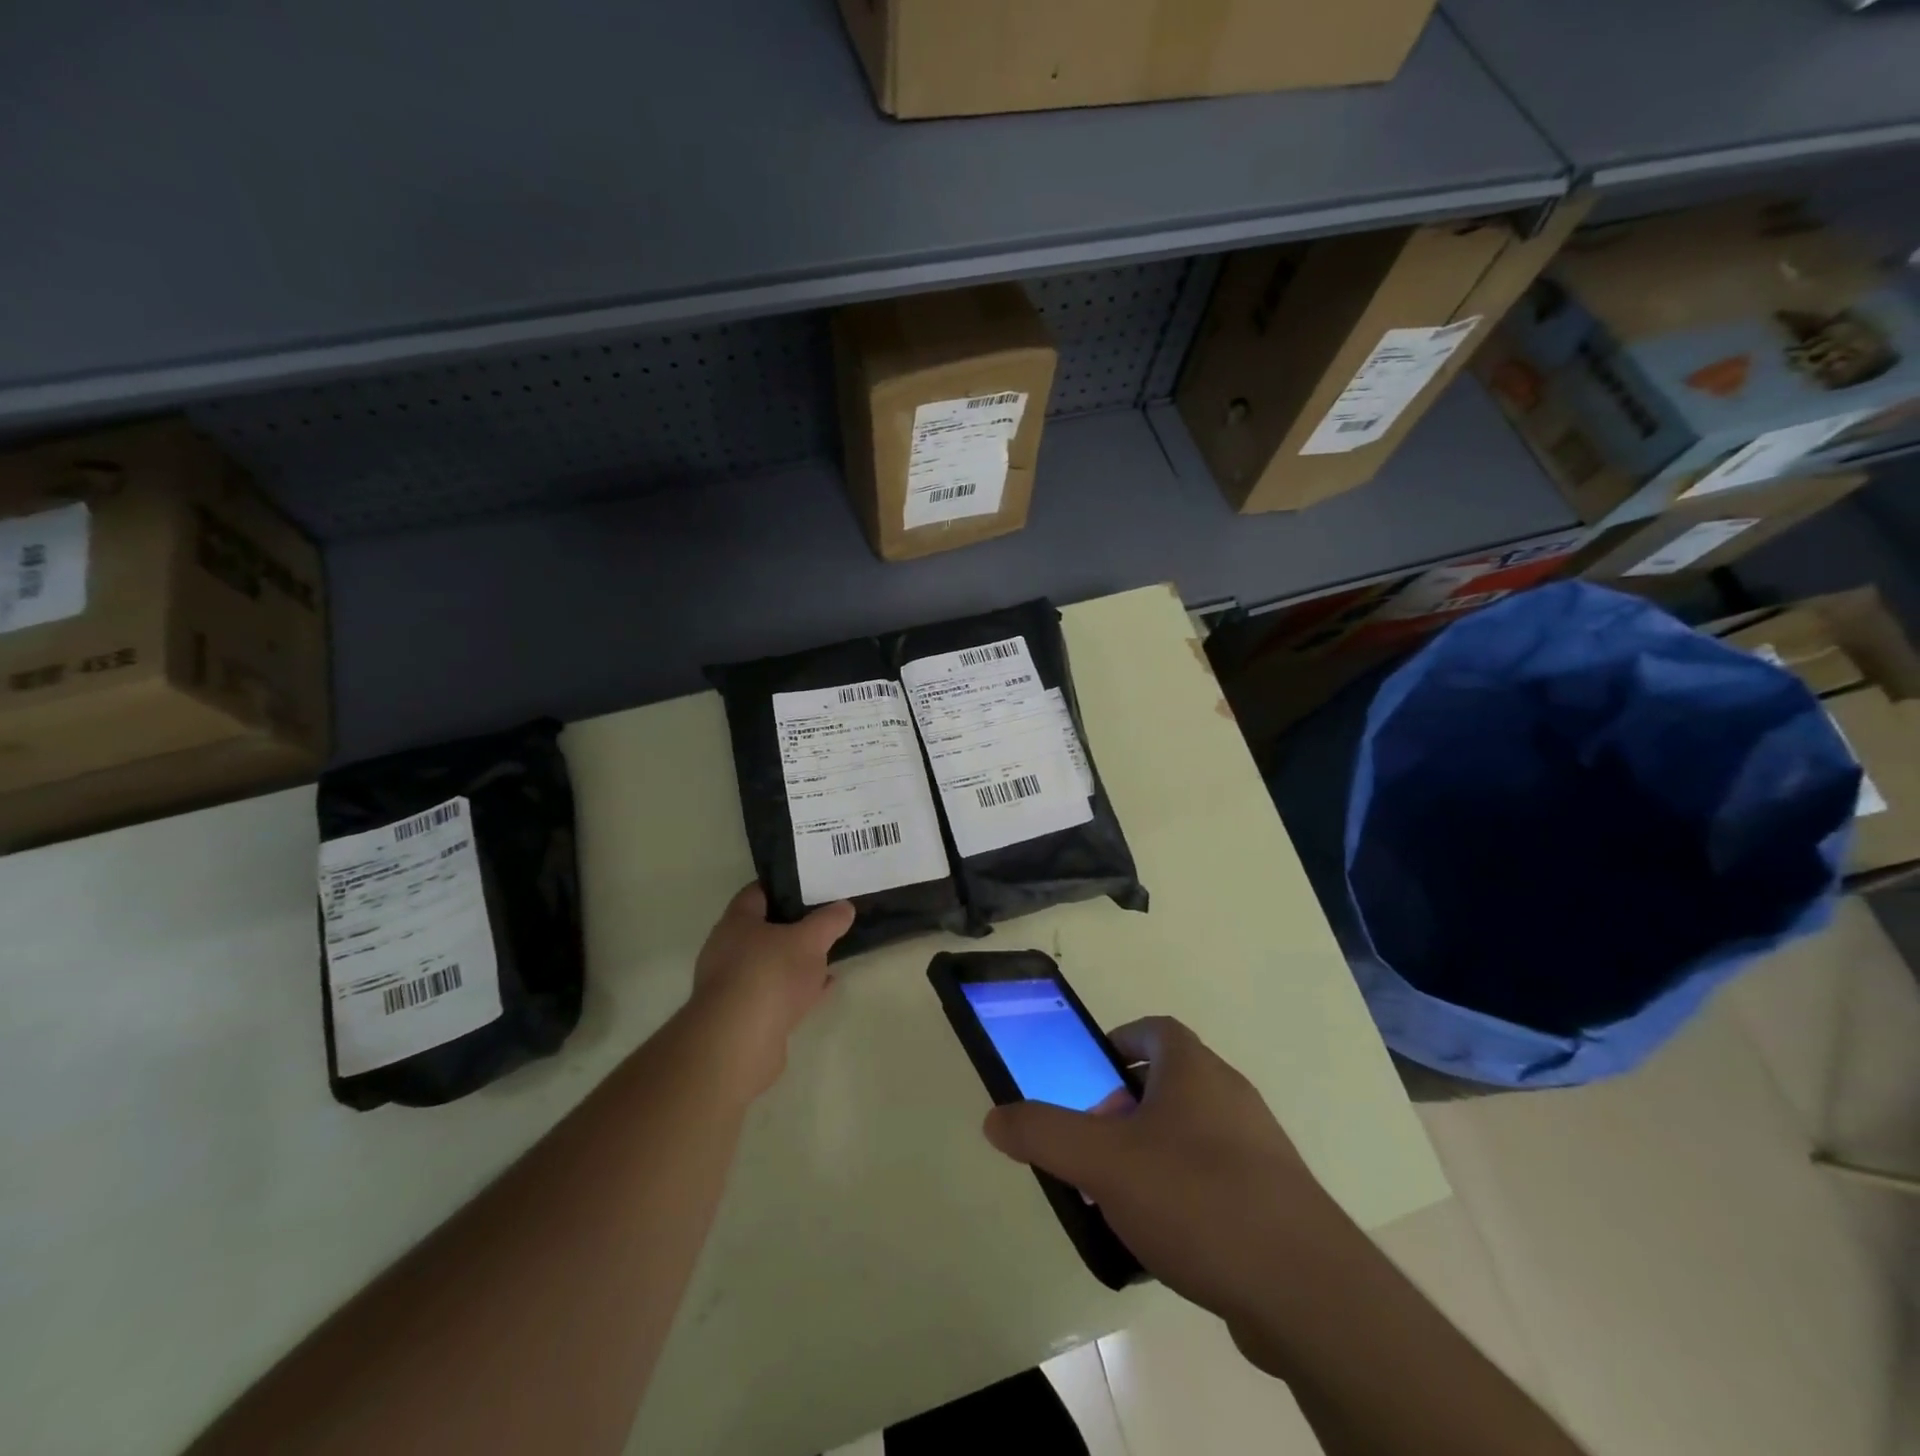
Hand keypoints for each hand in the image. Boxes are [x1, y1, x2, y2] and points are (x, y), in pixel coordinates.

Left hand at [686, 884, 854, 1099]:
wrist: (739, 1042)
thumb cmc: (770, 974)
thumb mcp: (809, 940)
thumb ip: (829, 921)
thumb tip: (845, 906)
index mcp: (736, 922)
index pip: (757, 893)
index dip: (783, 887)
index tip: (810, 885)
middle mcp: (727, 950)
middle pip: (763, 930)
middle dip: (793, 927)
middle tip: (824, 920)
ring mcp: (733, 986)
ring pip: (770, 965)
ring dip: (795, 962)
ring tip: (828, 955)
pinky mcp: (743, 1017)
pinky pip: (775, 994)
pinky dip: (797, 989)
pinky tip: (823, 988)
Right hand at [983, 1017, 1348, 1346]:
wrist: (1305, 1289)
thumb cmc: (1195, 1197)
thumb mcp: (1102, 1163)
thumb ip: (1043, 1135)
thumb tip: (995, 1118)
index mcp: (1193, 1069)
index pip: (1153, 1029)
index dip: (1118, 1043)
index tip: (1091, 1076)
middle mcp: (1230, 1094)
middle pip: (1169, 1082)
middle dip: (1125, 1107)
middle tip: (1095, 1144)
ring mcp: (1259, 1148)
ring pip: (1192, 1132)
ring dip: (1153, 1152)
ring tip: (1121, 1196)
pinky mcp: (1275, 1199)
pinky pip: (1217, 1178)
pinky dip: (1185, 1192)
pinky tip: (1166, 1239)